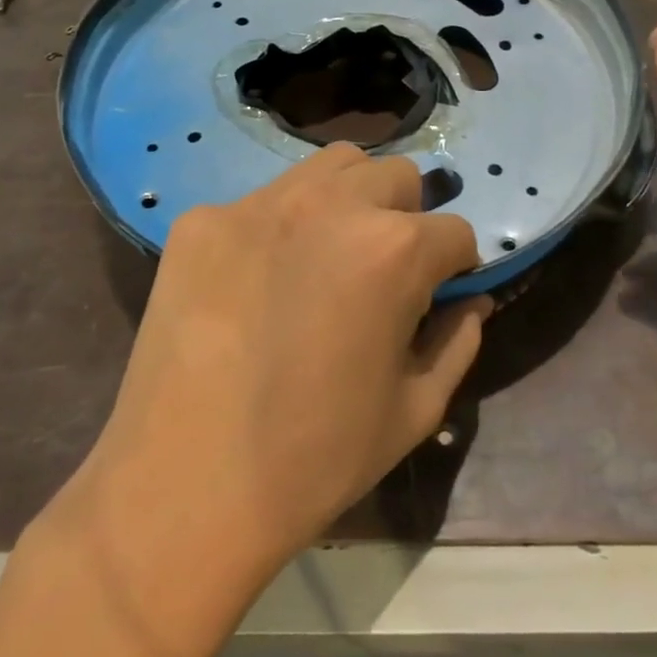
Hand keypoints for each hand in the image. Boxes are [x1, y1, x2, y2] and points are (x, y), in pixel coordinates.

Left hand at [42, 144, 486, 587]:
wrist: (185, 490)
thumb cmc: (316, 460)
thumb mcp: (415, 411)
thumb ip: (458, 341)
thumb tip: (472, 301)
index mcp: (394, 250)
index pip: (455, 232)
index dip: (455, 269)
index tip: (437, 296)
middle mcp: (331, 204)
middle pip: (397, 177)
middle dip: (407, 218)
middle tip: (381, 273)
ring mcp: (259, 204)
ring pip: (332, 167)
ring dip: (350, 200)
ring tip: (326, 256)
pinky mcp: (203, 219)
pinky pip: (262, 201)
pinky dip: (279, 227)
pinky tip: (257, 281)